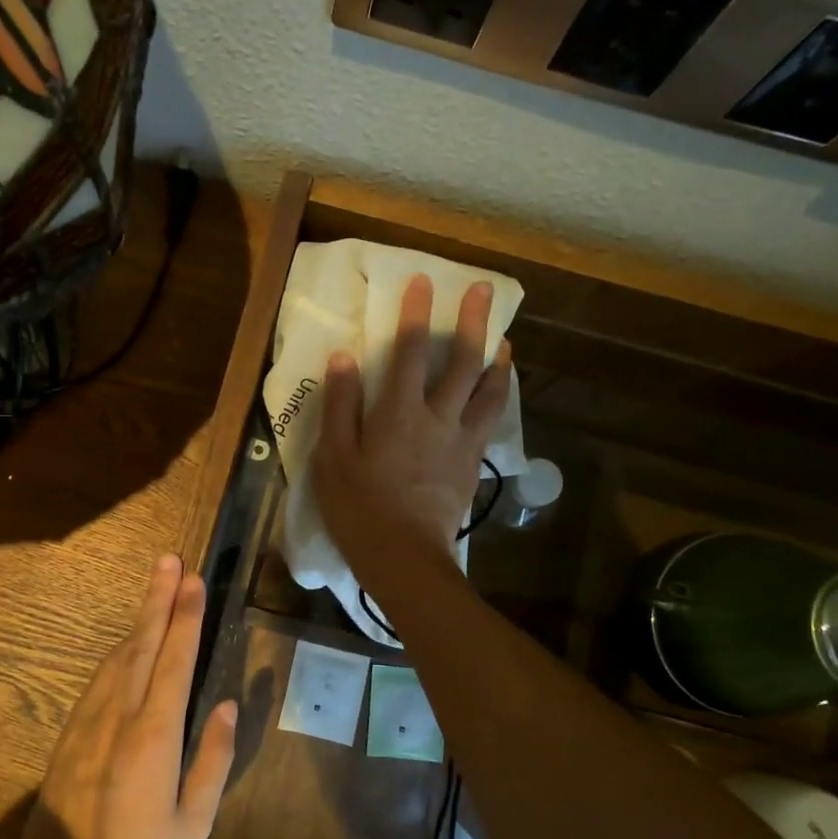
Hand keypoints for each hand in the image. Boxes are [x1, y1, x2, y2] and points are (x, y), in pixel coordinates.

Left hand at [13, 555, 237, 838]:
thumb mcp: (192, 825)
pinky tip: (128, 640)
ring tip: (156, 586)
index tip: (194, 580)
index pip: (174, 660)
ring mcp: (90, 720)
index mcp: (155, 734)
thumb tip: (224, 706)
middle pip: (143, 643)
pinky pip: (100, 677)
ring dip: (140, 618)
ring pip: (119, 655)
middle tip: (170, 560)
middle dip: (159, 599)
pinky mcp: (72, 731)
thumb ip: (212, 760)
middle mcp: (120, 715)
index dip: (186, 617)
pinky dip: (119, 649)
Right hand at [312, 274, 511, 579]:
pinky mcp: (471, 464)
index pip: (408, 351)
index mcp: (398, 412)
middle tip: (485, 291)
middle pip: (462, 362)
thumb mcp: (332, 457)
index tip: (424, 282)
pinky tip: (497, 393)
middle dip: (473, 322)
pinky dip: (498, 399)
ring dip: (497, 361)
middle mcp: (437, 417)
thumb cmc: (358, 508)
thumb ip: (340, 405)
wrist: (404, 556)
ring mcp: (460, 441)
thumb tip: (344, 357)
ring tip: (505, 342)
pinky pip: (491, 422)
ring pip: (488, 391)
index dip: (415, 313)